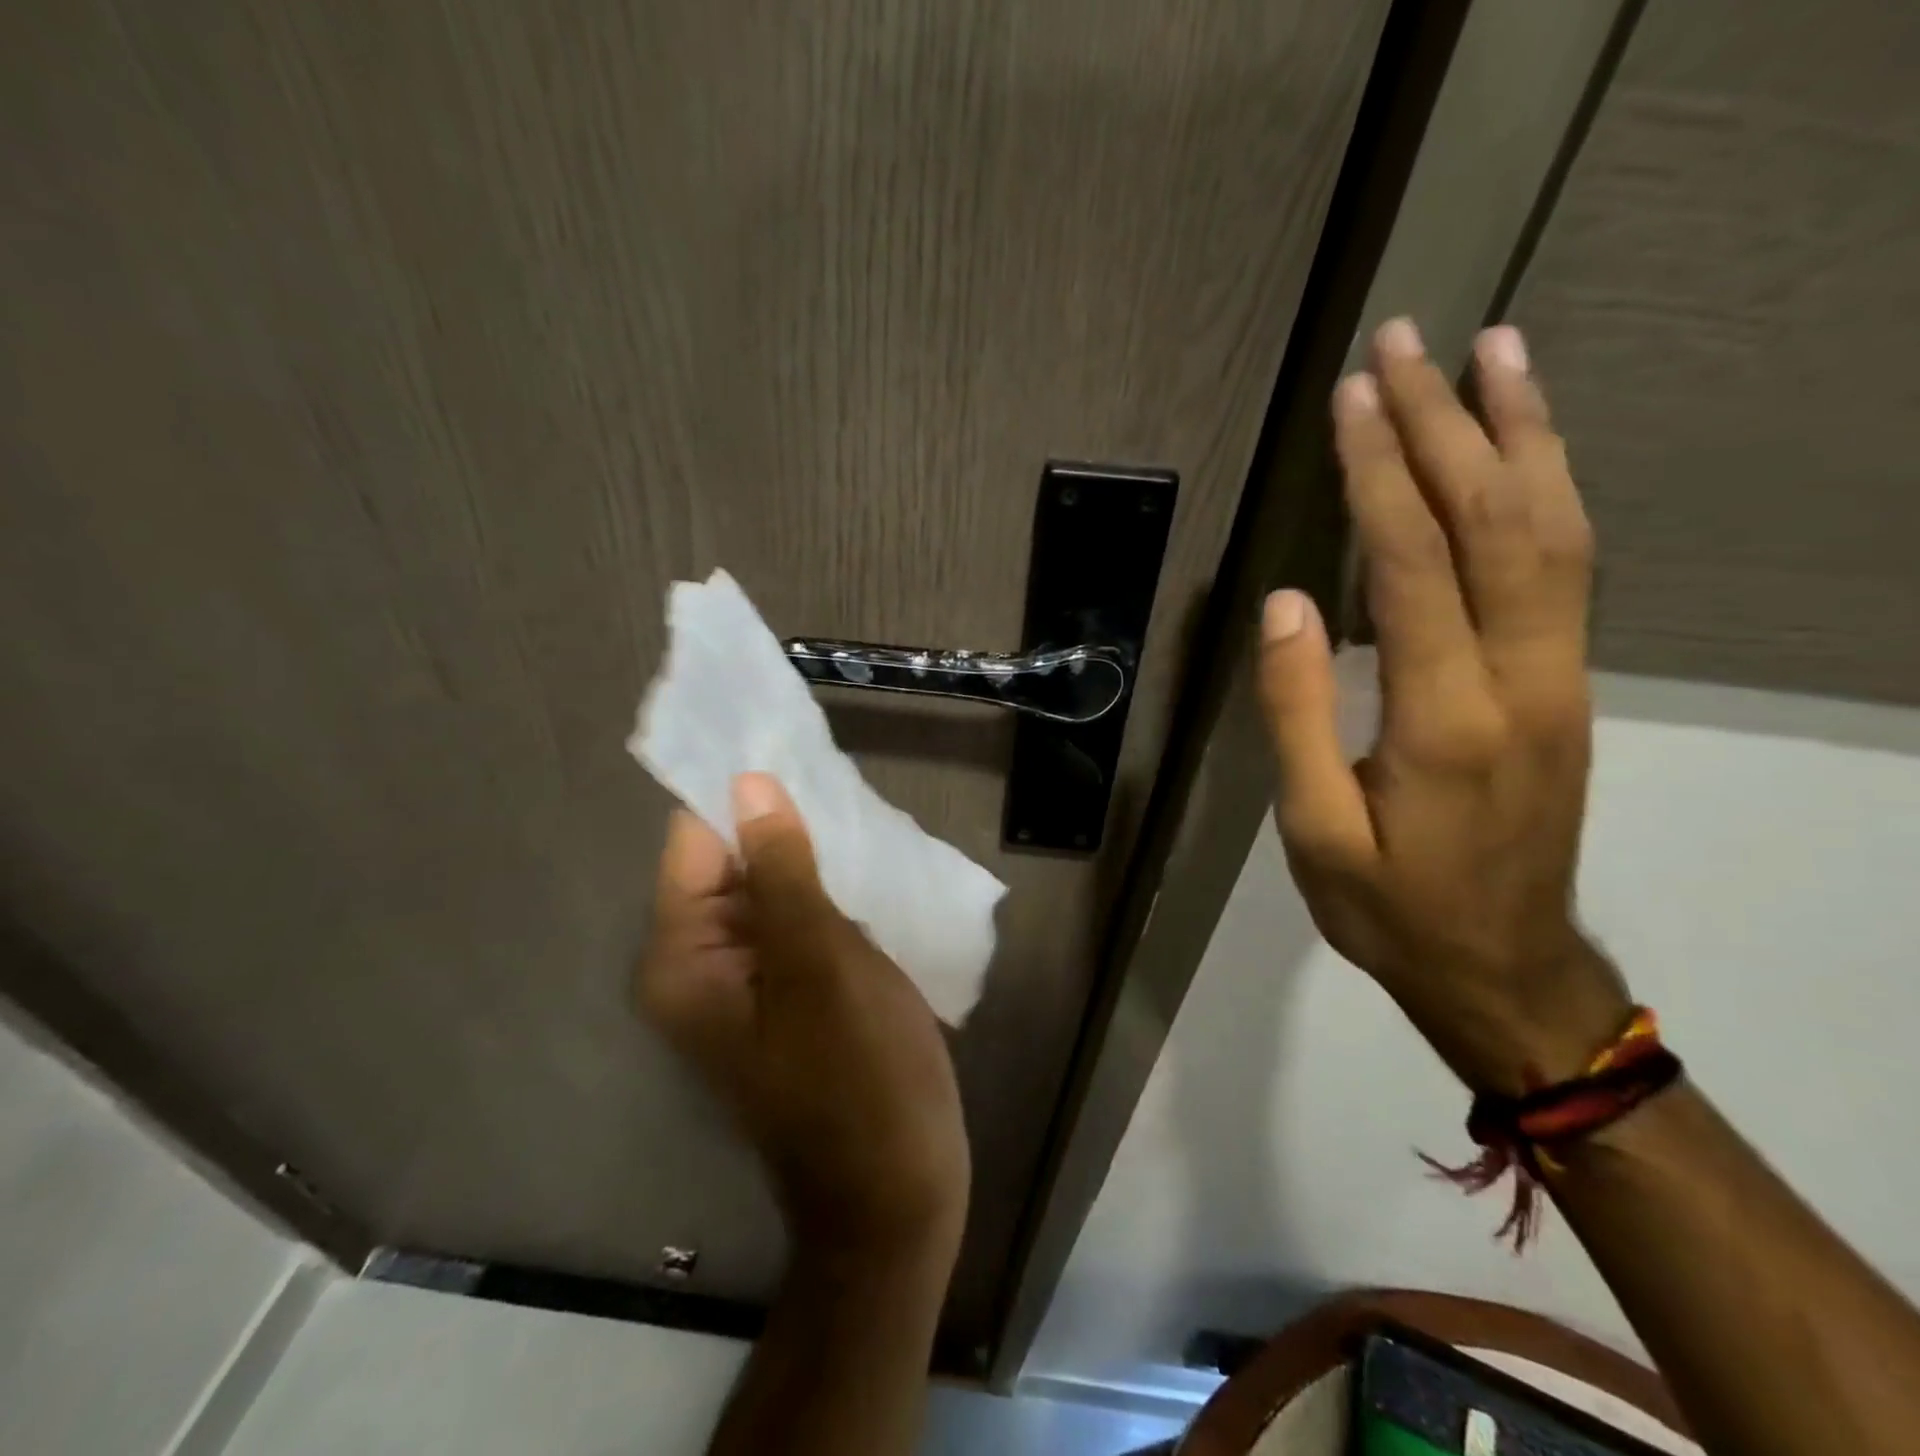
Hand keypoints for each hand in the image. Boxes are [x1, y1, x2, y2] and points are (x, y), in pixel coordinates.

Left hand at [637, 772, 969, 1257]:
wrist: (896, 1190)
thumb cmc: (858, 1076)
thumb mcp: (819, 963)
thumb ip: (781, 871)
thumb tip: (749, 786)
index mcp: (685, 959)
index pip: (696, 844)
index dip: (740, 796)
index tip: (792, 749)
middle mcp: (702, 966)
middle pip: (732, 864)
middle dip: (784, 825)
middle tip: (842, 782)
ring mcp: (750, 982)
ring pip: (773, 890)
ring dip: (812, 857)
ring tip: (862, 818)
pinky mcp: (791, 992)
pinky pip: (799, 921)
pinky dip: (828, 891)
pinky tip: (870, 868)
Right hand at [1258, 319, 1629, 1094]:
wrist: (1504, 969)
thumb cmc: (1391, 908)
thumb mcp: (1315, 831)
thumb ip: (1299, 714)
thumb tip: (1285, 606)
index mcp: (1446, 717)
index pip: (1414, 564)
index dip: (1380, 474)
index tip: (1352, 398)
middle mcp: (1523, 678)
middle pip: (1496, 522)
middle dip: (1447, 423)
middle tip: (1407, 342)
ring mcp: (1561, 677)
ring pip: (1556, 530)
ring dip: (1521, 434)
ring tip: (1493, 352)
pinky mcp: (1568, 684)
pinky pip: (1567, 568)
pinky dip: (1548, 490)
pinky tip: (1523, 452)